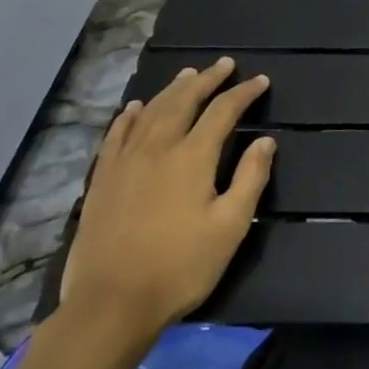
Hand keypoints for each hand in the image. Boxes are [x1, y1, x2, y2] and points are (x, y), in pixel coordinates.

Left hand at [60, 58, 274, 346]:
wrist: (110, 304)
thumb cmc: (180, 266)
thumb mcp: (230, 226)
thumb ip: (250, 178)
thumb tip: (266, 141)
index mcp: (192, 156)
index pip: (223, 111)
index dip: (243, 93)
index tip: (260, 81)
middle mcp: (158, 148)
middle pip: (184, 101)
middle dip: (207, 80)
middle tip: (224, 64)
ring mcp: (125, 162)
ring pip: (150, 112)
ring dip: (172, 90)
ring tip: (188, 75)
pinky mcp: (102, 180)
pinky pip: (116, 135)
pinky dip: (129, 116)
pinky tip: (135, 108)